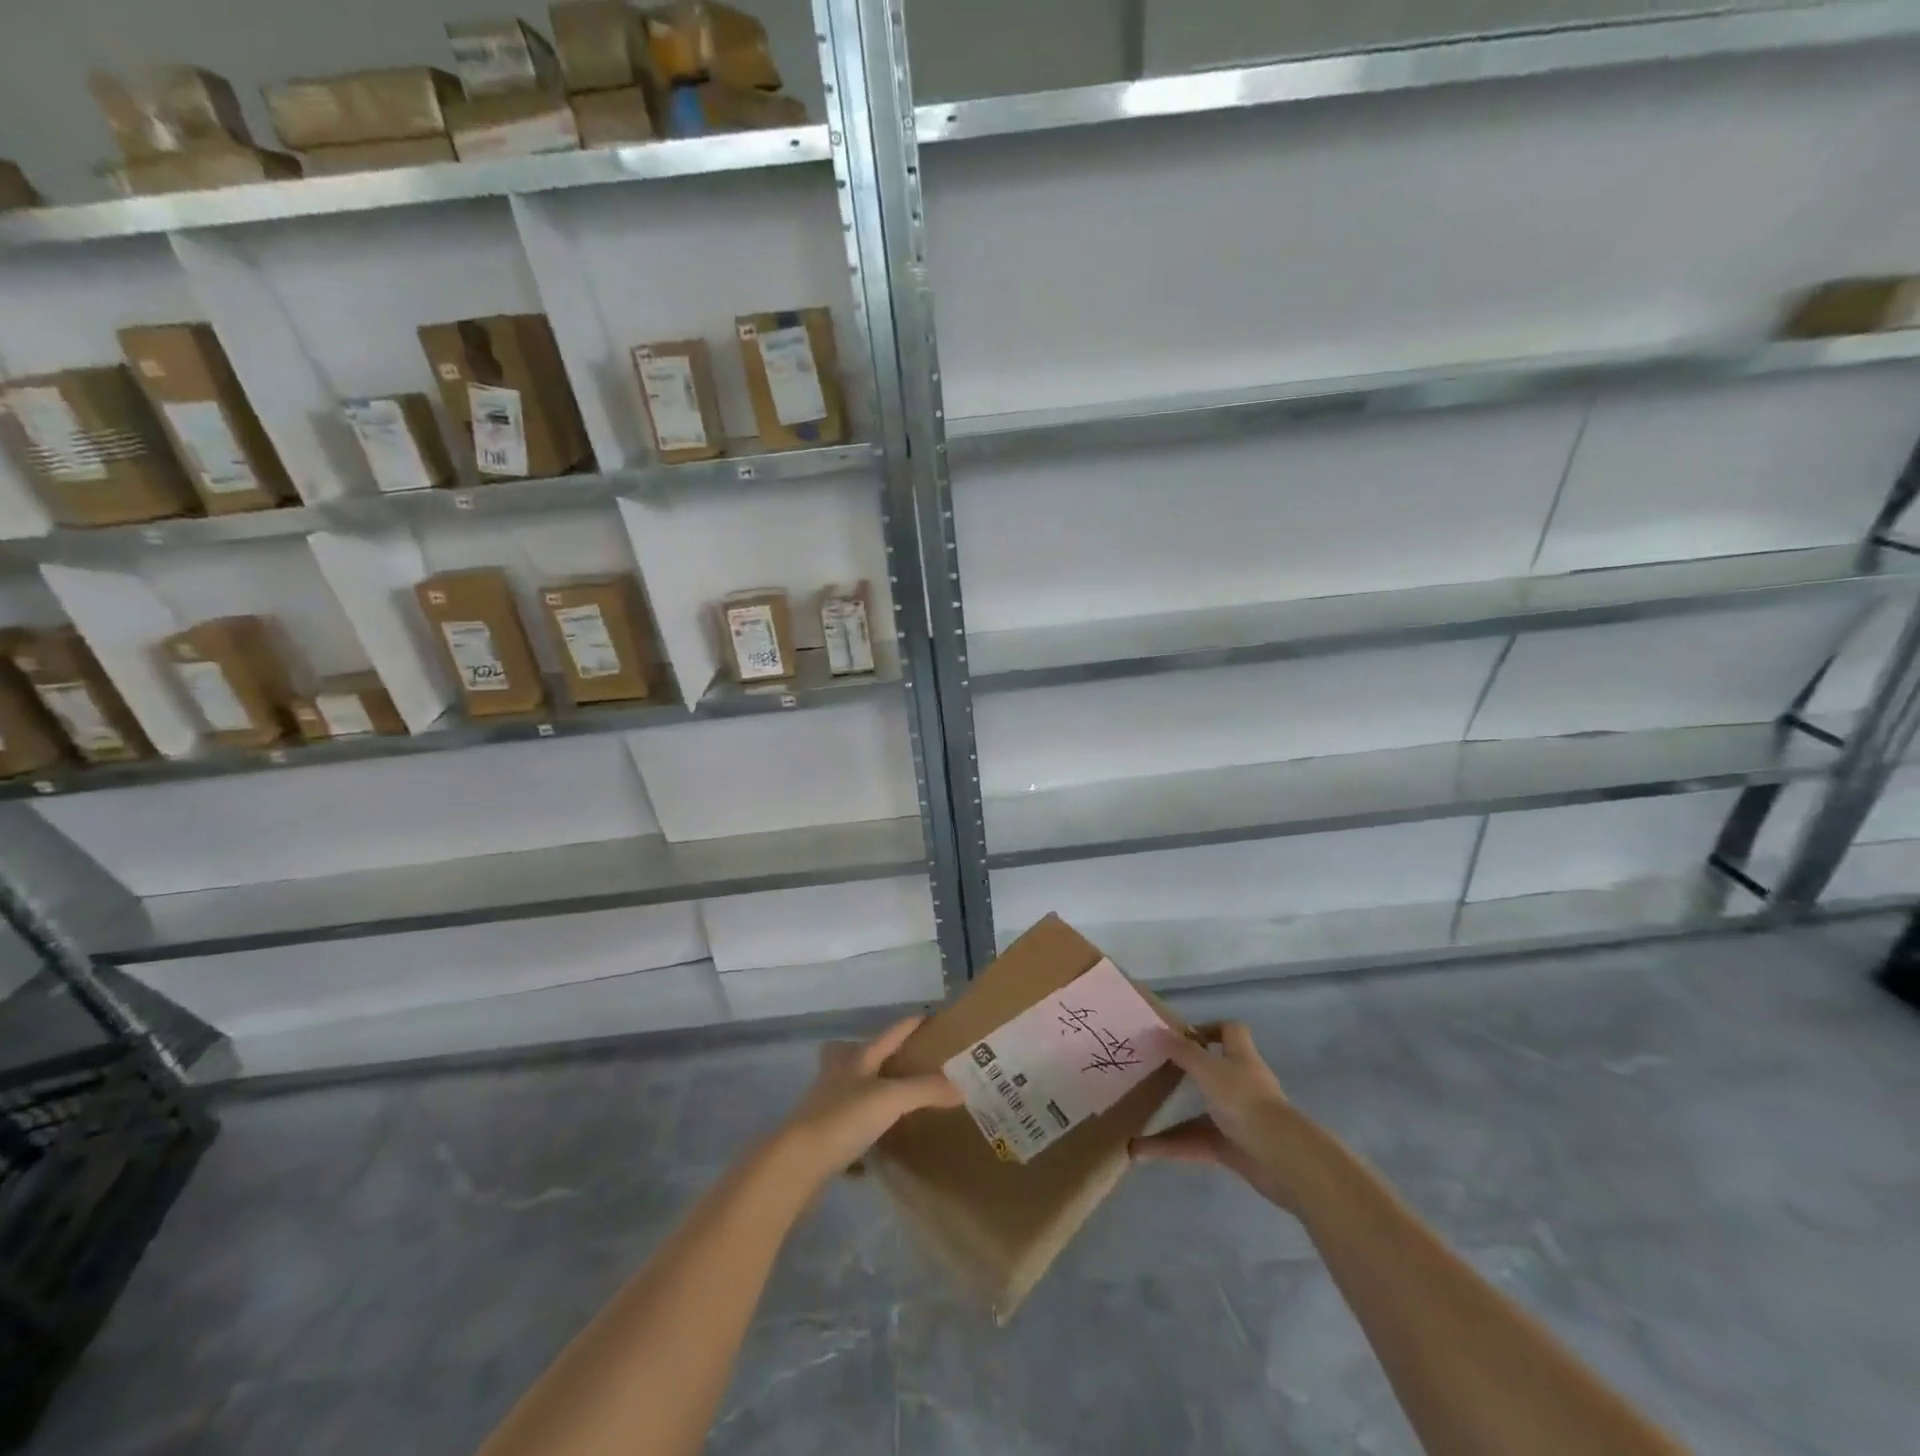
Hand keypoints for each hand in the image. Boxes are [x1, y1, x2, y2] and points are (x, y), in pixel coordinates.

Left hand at [775, 1015, 962, 1186]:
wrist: (796, 1162)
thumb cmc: (843, 1118)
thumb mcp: (891, 1099)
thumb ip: (926, 1090)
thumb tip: (960, 1087)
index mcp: (857, 1058)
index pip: (889, 1033)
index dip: (909, 1024)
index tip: (930, 1017)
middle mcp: (839, 1075)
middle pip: (856, 1054)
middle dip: (874, 1052)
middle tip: (901, 1059)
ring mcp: (826, 1104)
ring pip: (850, 1088)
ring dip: (868, 1089)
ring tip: (893, 1099)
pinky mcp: (821, 1136)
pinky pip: (847, 1124)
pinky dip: (862, 1129)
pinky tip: (876, 1144)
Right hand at [1130, 1022, 1316, 1212]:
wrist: (1281, 1159)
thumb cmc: (1245, 1102)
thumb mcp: (1208, 1070)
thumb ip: (1183, 1052)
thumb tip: (1157, 1031)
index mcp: (1241, 1058)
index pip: (1230, 1031)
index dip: (1209, 1028)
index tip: (1181, 1036)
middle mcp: (1241, 1084)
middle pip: (1213, 1072)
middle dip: (1184, 1074)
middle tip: (1153, 1074)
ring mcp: (1238, 1118)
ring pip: (1199, 1112)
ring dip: (1170, 1119)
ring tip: (1138, 1119)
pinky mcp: (1233, 1148)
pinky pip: (1197, 1143)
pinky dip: (1172, 1147)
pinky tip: (1142, 1151)